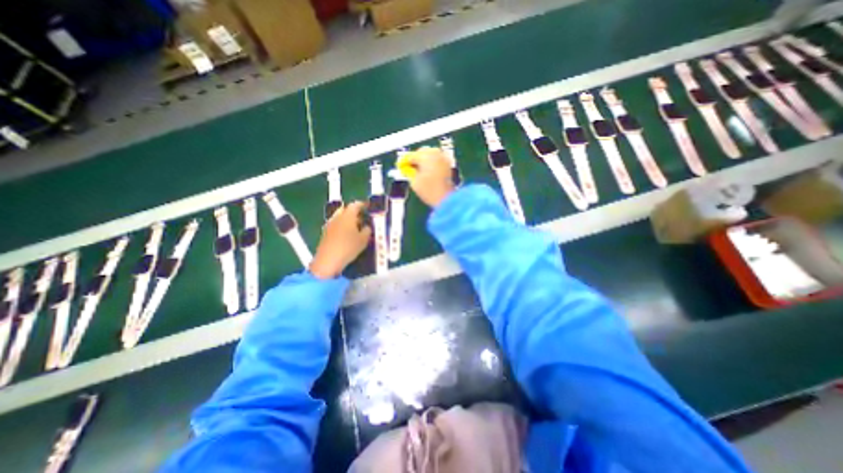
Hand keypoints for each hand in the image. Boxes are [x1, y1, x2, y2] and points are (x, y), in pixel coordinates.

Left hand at [308, 202, 370, 277]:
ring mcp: (329, 225)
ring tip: (355, 227)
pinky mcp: (325, 233)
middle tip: (362, 218)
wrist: (328, 260)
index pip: (355, 205)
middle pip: (345, 209)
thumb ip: (367, 230)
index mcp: (347, 215)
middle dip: (354, 212)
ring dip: (347, 220)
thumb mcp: (363, 240)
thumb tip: (367, 226)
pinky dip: (342, 226)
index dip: (362, 205)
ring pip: (340, 217)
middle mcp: (337, 217)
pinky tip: (347, 235)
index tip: (368, 207)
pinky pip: (336, 225)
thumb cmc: (348, 247)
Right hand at [407, 147, 454, 206]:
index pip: (411, 156)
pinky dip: (432, 163)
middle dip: (415, 159)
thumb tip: (406, 168)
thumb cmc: (429, 191)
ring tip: (419, 170)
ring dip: (424, 160)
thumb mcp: (414, 182)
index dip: (405, 162)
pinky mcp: (448, 165)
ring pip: (431, 154)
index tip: (401, 167)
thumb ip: (409, 172)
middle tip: (410, 168)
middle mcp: (436, 154)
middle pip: (422, 152)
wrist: (446, 199)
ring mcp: (443, 158)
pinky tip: (428, 171)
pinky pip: (437, 160)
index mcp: (425, 156)